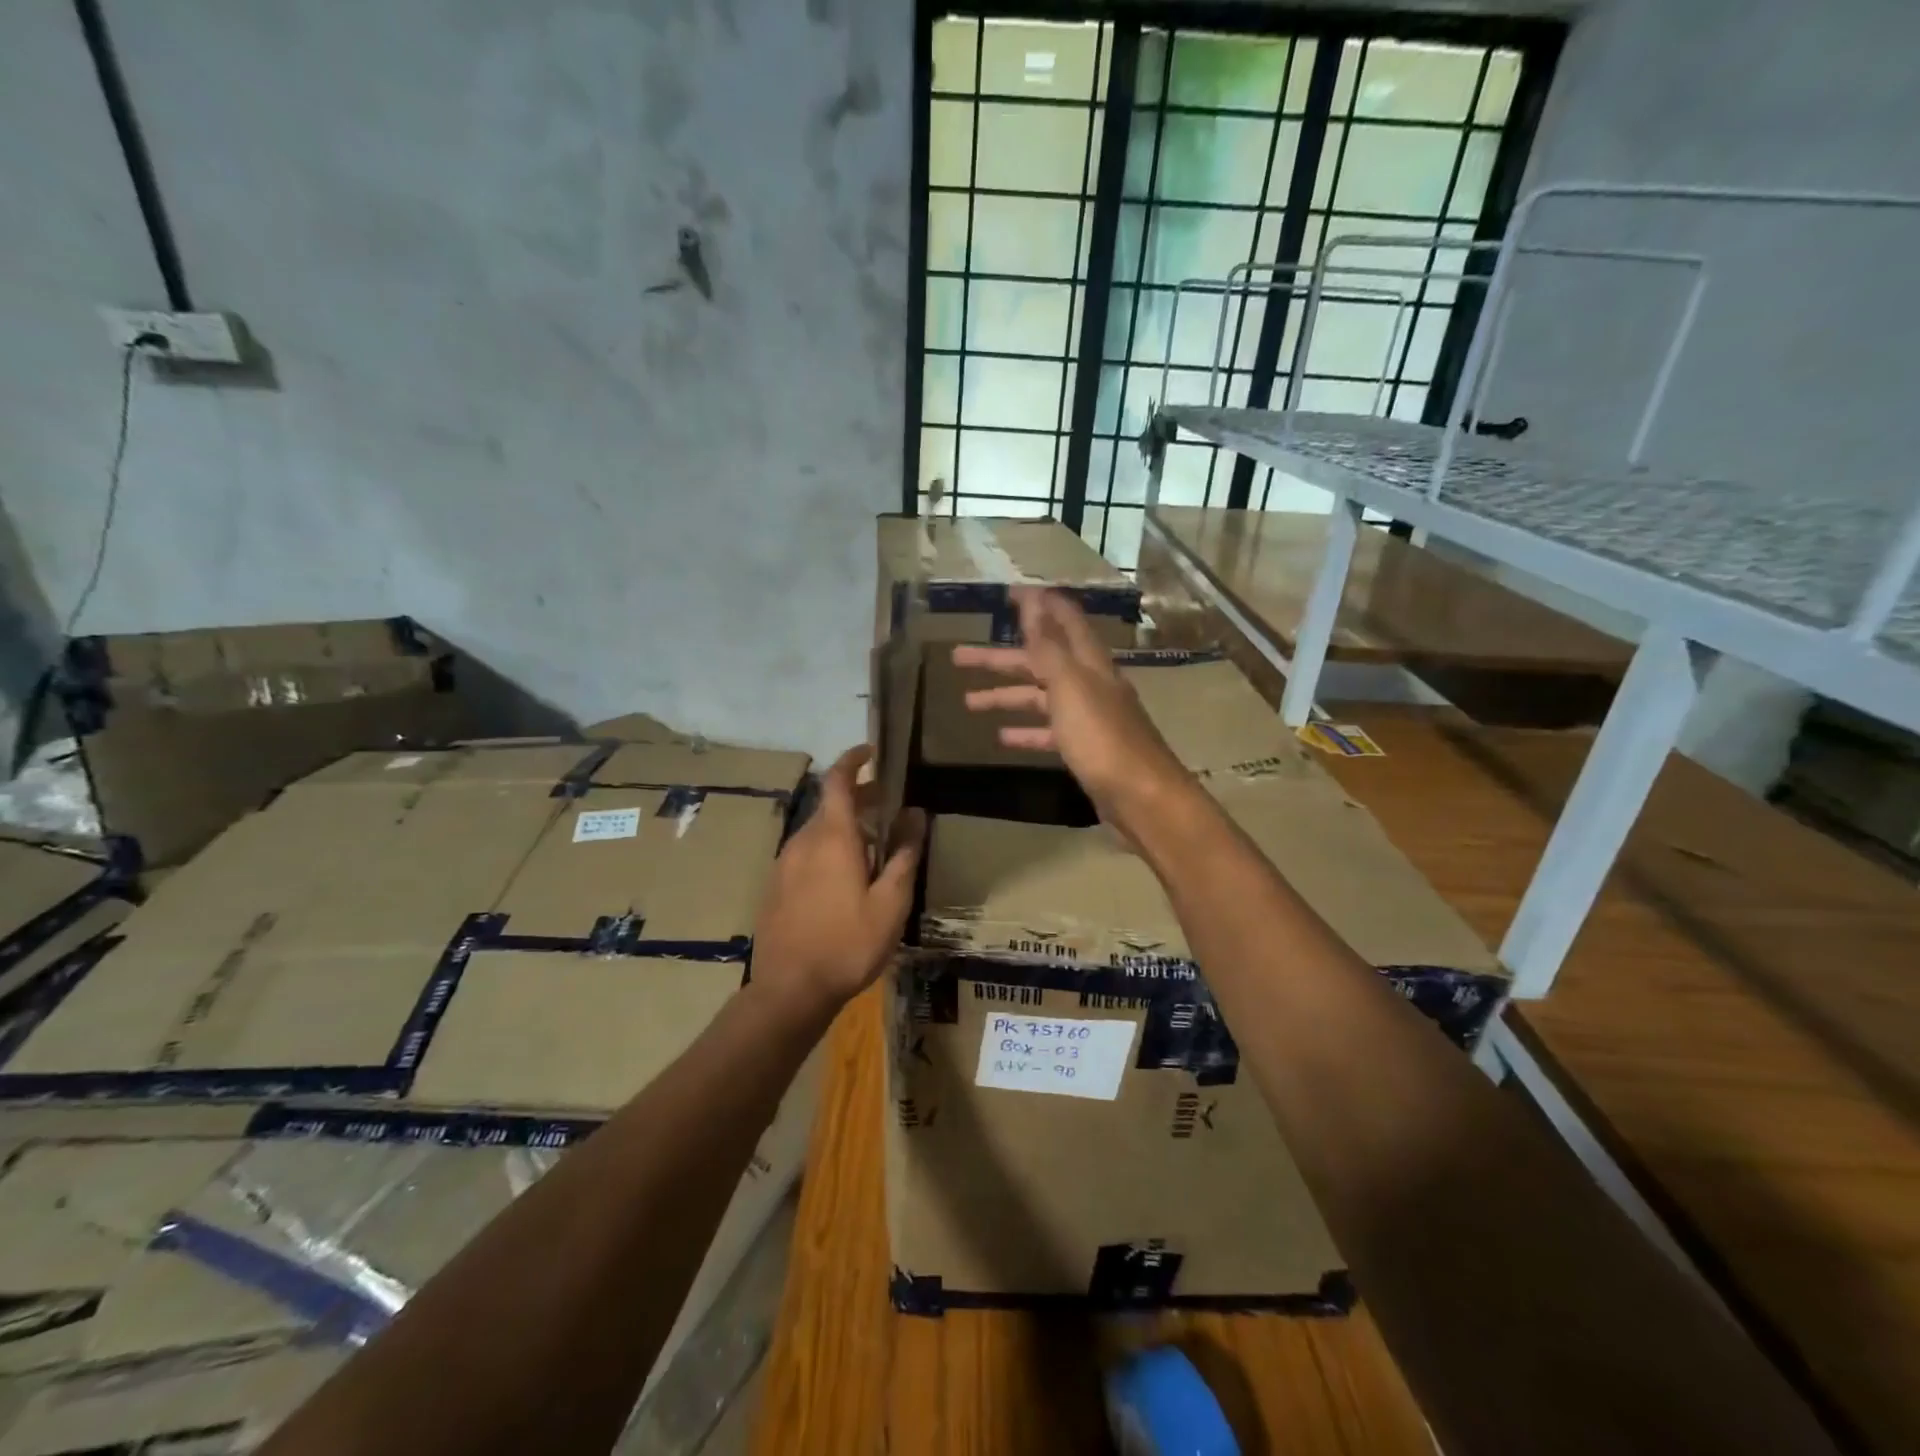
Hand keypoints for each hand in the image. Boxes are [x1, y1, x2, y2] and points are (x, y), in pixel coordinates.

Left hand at [750, 746, 925, 1022]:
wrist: (789, 990)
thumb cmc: (848, 943)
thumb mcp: (890, 902)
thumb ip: (904, 854)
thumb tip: (916, 814)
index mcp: (832, 837)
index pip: (838, 780)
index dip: (854, 760)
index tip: (873, 752)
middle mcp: (803, 841)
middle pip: (830, 805)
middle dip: (860, 798)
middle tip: (889, 807)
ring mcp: (784, 863)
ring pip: (817, 830)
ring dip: (845, 827)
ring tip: (873, 846)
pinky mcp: (776, 886)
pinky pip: (806, 853)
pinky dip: (828, 848)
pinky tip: (845, 877)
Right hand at [952, 587, 1192, 840]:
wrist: (1141, 797)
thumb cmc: (1102, 738)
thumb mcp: (1070, 686)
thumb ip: (1048, 645)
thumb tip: (1034, 599)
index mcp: (1089, 663)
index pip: (1063, 620)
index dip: (1038, 604)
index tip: (1008, 593)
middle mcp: (1090, 684)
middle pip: (1040, 661)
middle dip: (1000, 658)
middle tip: (959, 656)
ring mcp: (1088, 717)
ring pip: (1040, 698)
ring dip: (1006, 696)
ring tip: (968, 702)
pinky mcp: (1085, 749)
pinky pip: (1049, 732)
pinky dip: (1026, 731)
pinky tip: (1002, 737)